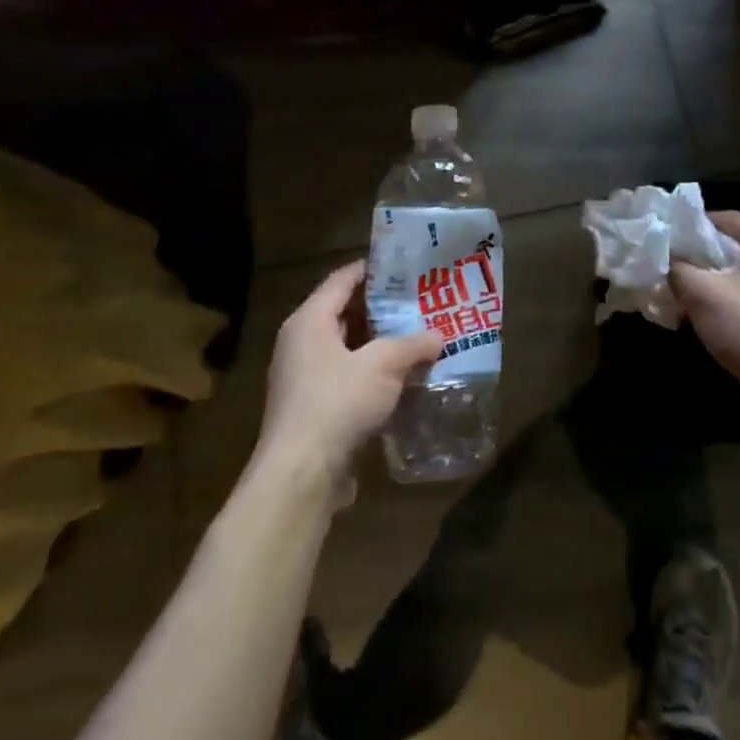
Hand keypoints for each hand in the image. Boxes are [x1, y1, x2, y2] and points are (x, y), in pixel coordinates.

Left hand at [256, 261, 442, 496]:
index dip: (373, 269)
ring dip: (379, 344)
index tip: (405, 265)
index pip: (342, 279)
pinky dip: (371, 373)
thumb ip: (412, 344)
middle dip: (382, 308)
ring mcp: (303, 377)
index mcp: (309, 320)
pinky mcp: (312, 408)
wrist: (300, 474)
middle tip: (419, 301)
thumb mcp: (383, 365)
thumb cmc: (337, 402)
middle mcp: (300, 343)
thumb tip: (439, 335)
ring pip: (347, 348)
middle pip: (344, 313)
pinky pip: (346, 377)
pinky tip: (401, 378)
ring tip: (417, 336)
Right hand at [671, 212, 739, 410]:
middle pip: (739, 247)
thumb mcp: (700, 293)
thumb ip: (677, 267)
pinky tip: (723, 320)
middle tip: (677, 269)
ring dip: (723, 282)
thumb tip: (664, 257)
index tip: (669, 241)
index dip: (693, 227)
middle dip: (707, 257)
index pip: (726, 219)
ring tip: (694, 297)